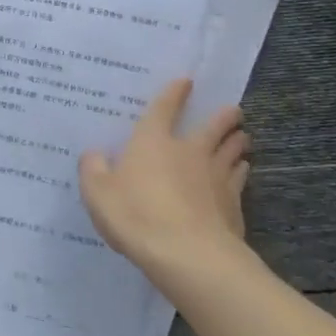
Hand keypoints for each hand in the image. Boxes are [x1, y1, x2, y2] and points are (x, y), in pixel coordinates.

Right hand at [79, 80, 251, 284]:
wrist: (188, 254)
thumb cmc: (136, 215)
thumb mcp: (97, 193)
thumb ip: (93, 170)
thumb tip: (93, 154)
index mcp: (152, 142)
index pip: (164, 109)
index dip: (174, 94)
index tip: (186, 81)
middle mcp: (189, 151)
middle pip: (213, 126)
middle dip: (223, 116)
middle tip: (233, 110)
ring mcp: (216, 176)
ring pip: (233, 149)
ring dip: (237, 140)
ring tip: (242, 137)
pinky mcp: (233, 202)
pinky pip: (240, 177)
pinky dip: (241, 170)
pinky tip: (242, 170)